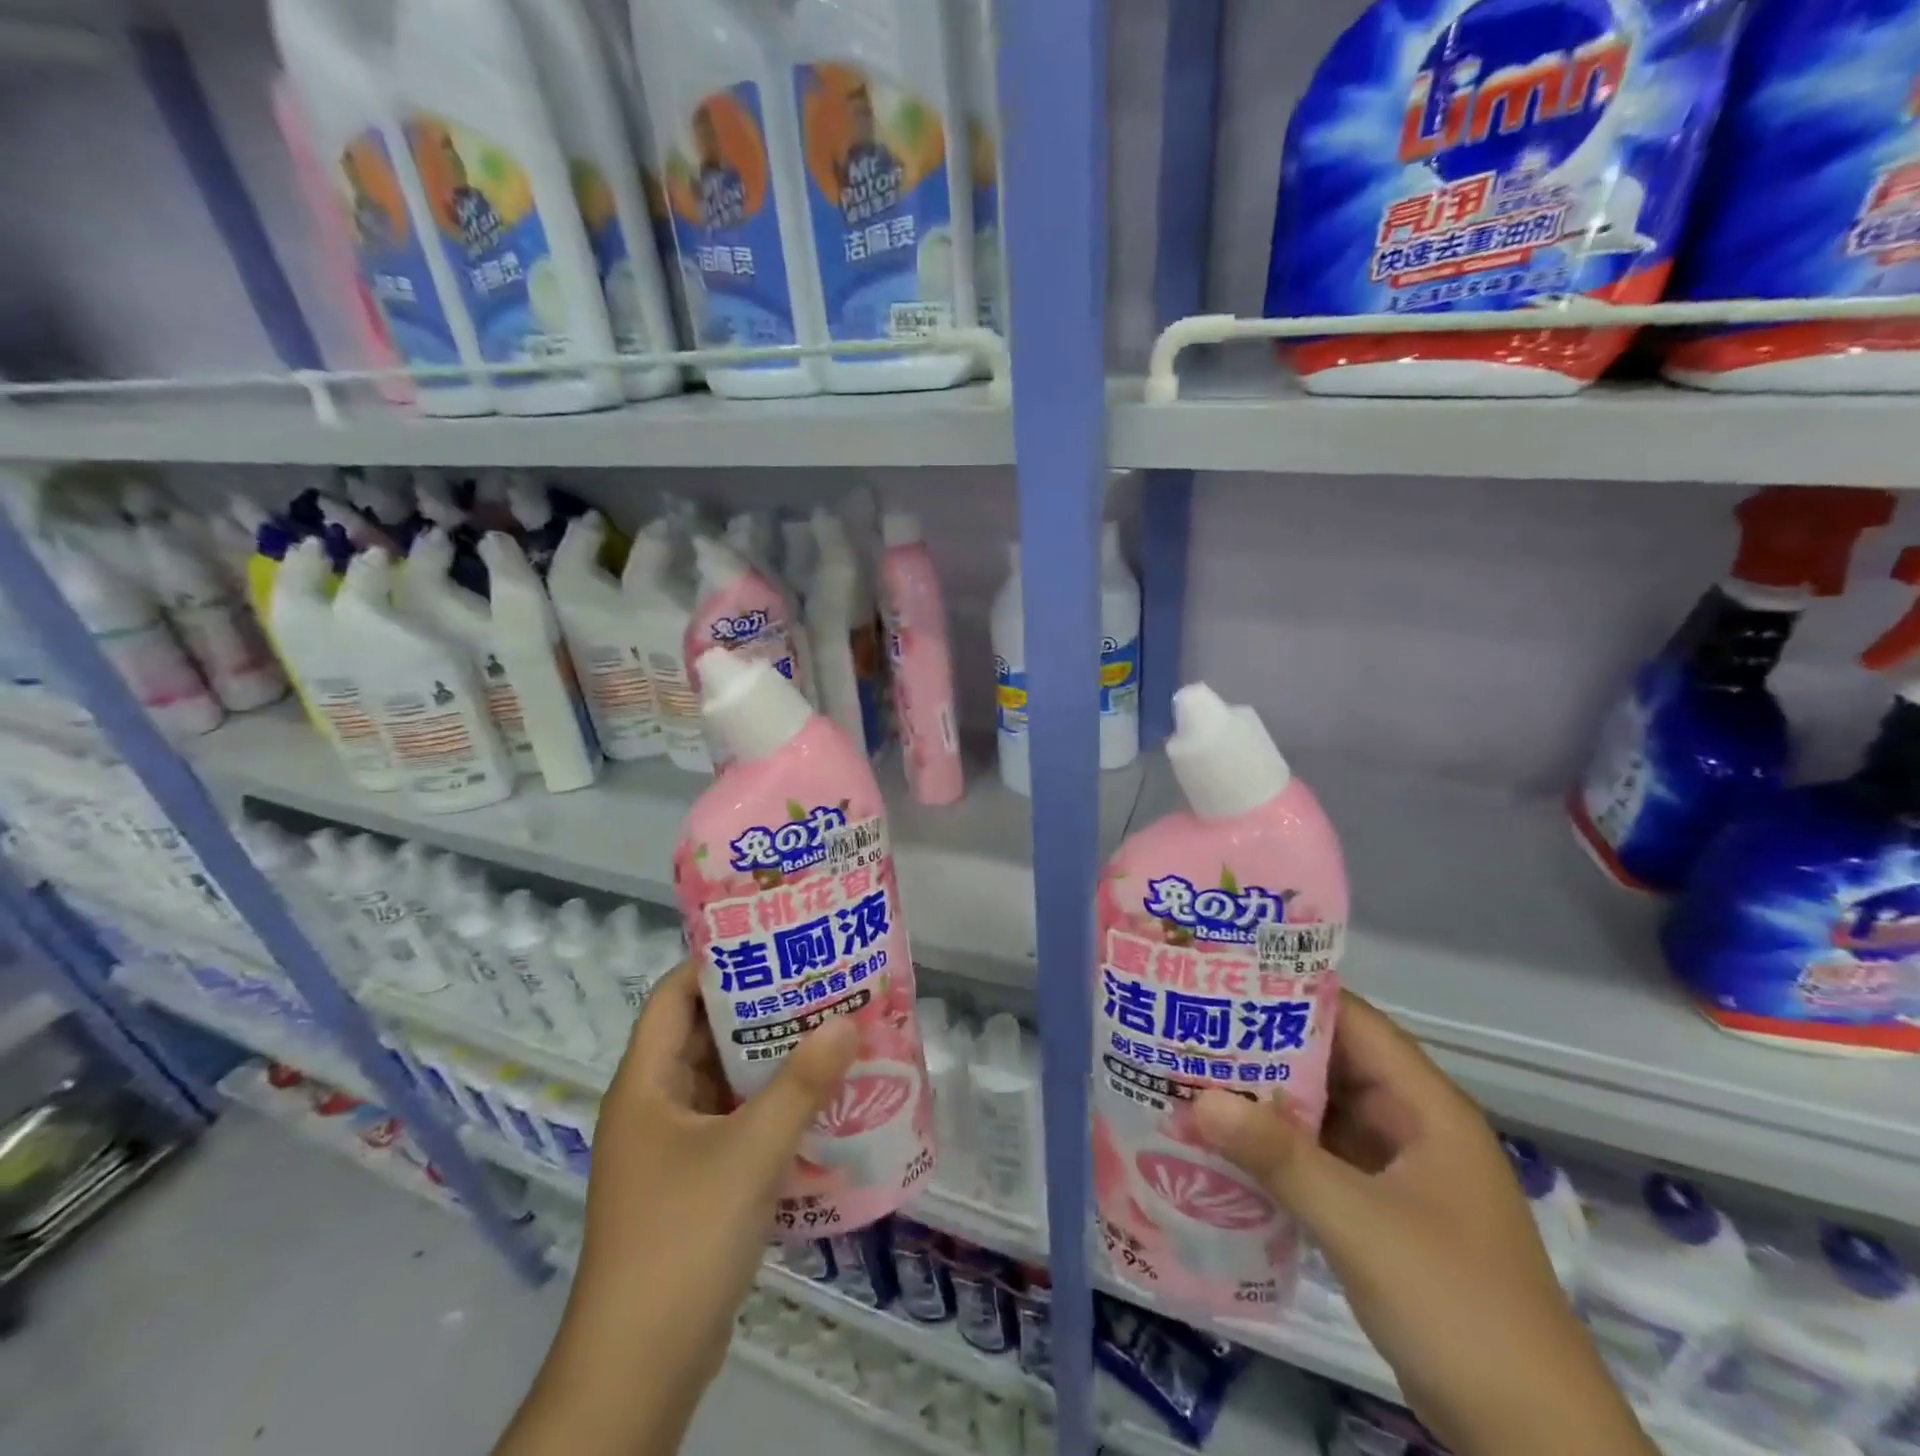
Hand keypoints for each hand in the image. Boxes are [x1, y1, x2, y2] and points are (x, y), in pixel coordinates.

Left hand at [495, 959, 859, 1455]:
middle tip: (818, 982)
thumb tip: (848, 1021)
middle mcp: (654, 1107)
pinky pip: (735, 1123)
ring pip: (723, 1082)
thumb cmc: (683, 1238)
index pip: (674, 996)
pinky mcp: (694, 1185)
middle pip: (704, 1035)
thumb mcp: (751, 1152)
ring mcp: (673, 1149)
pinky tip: (818, 1099)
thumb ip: (802, 1084)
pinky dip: (770, 1106)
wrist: (640, 1370)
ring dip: (770, 1060)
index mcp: (645, 1084)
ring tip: (829, 1029)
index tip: (774, 943)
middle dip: (759, 1009)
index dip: (716, 963)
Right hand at [1193, 992, 1654, 1455]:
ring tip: (1194, 1077)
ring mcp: (1398, 1173)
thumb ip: (1279, 1157)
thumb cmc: (1459, 1308)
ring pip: (1323, 1114)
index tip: (1225, 983)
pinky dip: (1278, 1149)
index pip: (1354, 1022)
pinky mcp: (1382, 1214)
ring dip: (1266, 1101)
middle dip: (1265, 1049)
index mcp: (1426, 1107)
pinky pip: (1321, 1160)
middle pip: (1332, 1065)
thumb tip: (1198, 1099)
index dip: (1293, 996)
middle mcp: (1412, 1126)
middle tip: (1192, 1030)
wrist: (1535, 1445)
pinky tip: (1226, 1145)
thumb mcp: (1361, 1224)